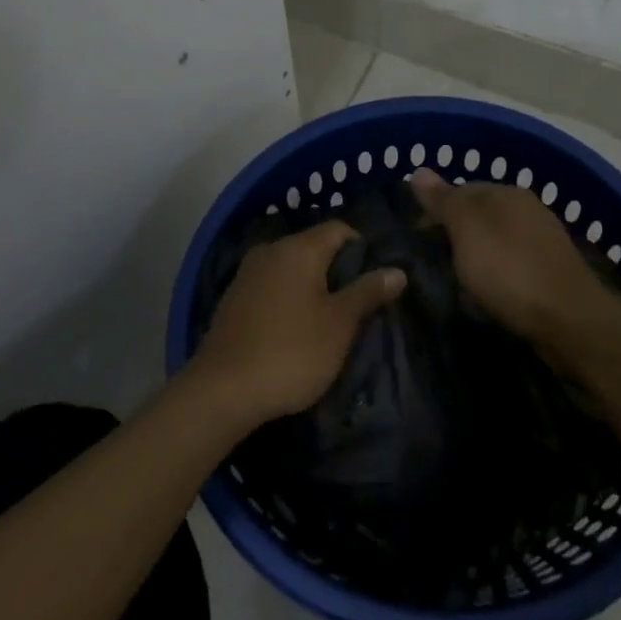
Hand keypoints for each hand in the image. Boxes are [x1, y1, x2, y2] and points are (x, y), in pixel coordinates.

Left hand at [192, 221, 405, 430]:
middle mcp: (270, 251)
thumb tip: (397, 270)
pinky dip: (288, 300)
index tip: (376, 280)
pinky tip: (295, 330)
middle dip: (338, 271)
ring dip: (312, 288)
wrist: (223, 390)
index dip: (363, 248)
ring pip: (291, 269)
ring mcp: (247, 274)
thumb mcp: (340, 324)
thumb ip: (368, 292)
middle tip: (358, 305)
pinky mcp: (233, 300)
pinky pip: (271, 288)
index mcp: (298, 248)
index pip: (339, 229)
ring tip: (330, 321)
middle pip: (314, 248)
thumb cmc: (292, 351)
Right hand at [409, 168, 608, 349]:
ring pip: (495, 239)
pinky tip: (486, 290)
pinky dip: (494, 272)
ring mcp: (542, 241)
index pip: (461, 189)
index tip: (415, 237)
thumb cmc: (510, 270)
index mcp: (507, 193)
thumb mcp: (467, 229)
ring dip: (474, 254)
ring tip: (454, 277)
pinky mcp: (550, 272)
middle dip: (454, 232)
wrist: (570, 321)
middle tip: (431, 258)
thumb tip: (419, 170)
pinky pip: (511, 263)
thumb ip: (443, 200)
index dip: (434, 210)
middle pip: (479, 214)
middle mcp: (528, 209)